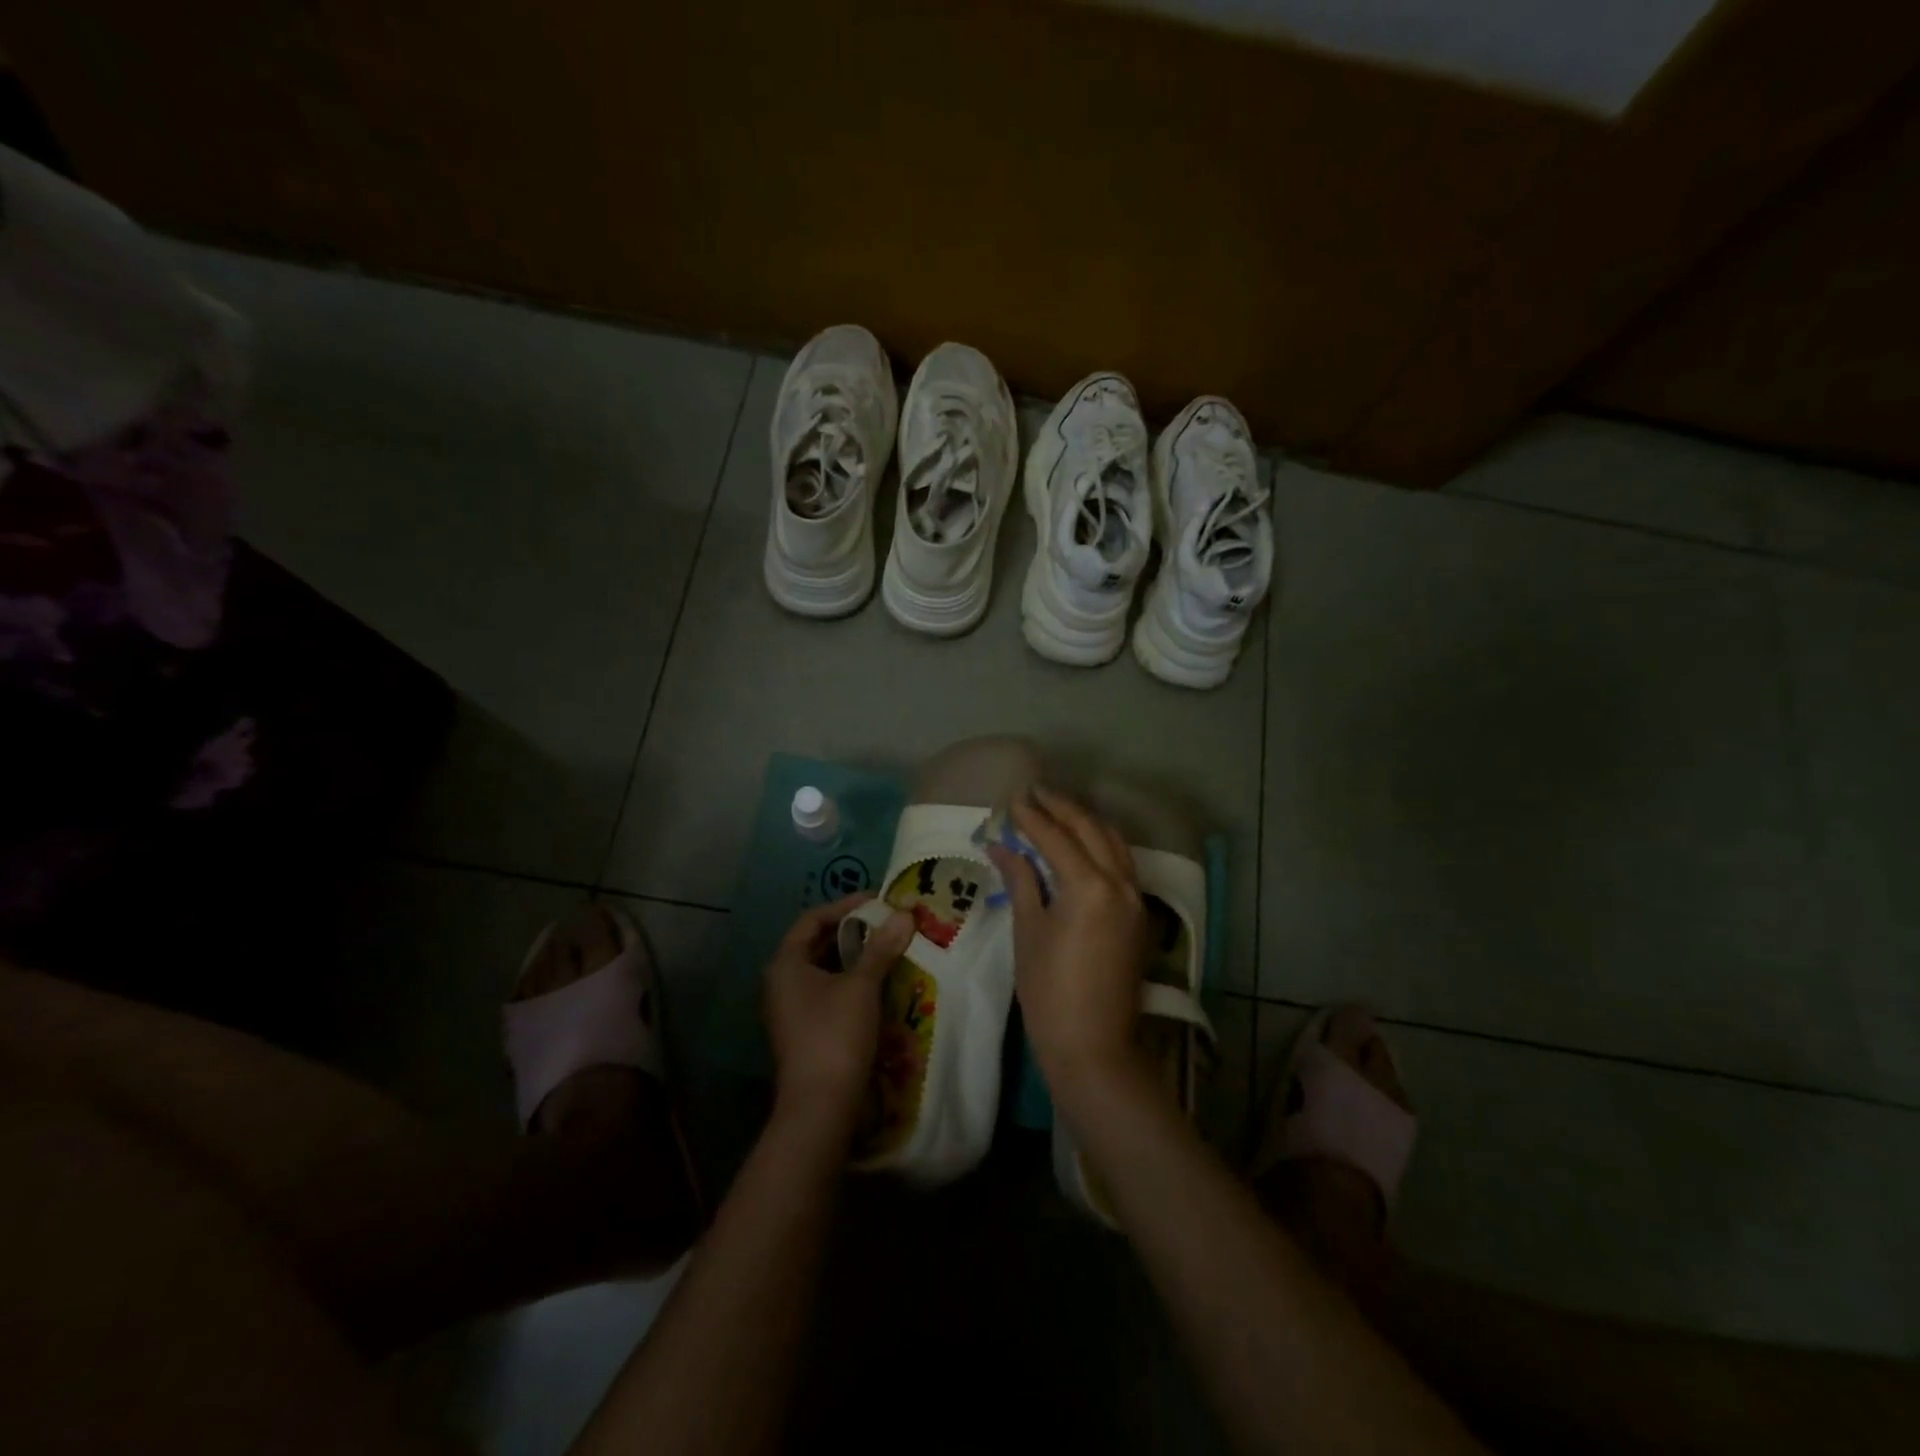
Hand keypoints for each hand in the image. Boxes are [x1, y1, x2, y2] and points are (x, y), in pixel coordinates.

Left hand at [762, 893, 913, 1135]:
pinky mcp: (804, 1030)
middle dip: (853, 931)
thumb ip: (881, 948)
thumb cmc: (835, 1034)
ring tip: (889, 948)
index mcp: (785, 964)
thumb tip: (905, 914)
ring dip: (855, 957)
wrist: (820, 1107)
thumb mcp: (862, 986)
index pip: (812, 919)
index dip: (845, 905)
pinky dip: (851, 981)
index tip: (878, 901)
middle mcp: (781, 982)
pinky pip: (828, 992)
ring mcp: (791, 1009)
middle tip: (887, 923)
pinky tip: (879, 982)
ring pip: (824, 969)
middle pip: (817, 943)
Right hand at [987, 787, 1149, 1097]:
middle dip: (1062, 807)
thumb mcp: (1029, 931)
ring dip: (1085, 822)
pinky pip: (1122, 864)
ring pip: (1113, 843)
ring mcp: (1135, 899)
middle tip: (1035, 793)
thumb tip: (1002, 846)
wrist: (1093, 1045)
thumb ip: (1021, 880)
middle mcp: (1120, 883)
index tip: (1013, 798)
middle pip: (1091, 830)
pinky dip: (1101, 845)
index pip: (1056, 838)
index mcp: (1089, 887)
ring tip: (1057, 810)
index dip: (1032, 816)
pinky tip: (1081, 844)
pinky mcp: (1139, 915)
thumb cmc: (1049, 991)